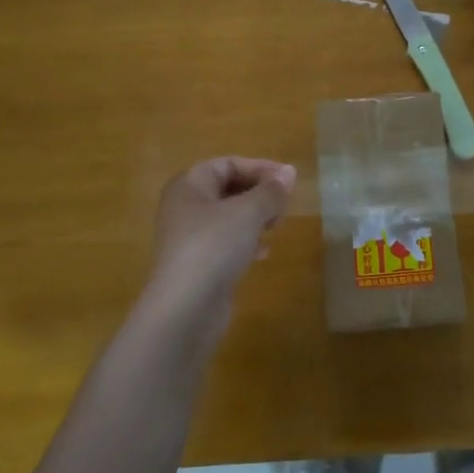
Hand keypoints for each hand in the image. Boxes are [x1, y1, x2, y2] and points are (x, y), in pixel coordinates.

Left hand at [138, 157, 296, 347]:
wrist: (185, 308)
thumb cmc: (213, 247)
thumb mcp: (248, 213)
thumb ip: (270, 191)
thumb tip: (289, 173)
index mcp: (189, 185)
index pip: (228, 164)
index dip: (260, 168)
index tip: (289, 181)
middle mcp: (184, 207)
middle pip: (227, 189)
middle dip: (258, 194)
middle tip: (284, 206)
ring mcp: (189, 238)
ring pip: (228, 217)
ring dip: (255, 218)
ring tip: (276, 226)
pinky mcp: (197, 265)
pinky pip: (225, 243)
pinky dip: (246, 242)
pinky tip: (263, 253)